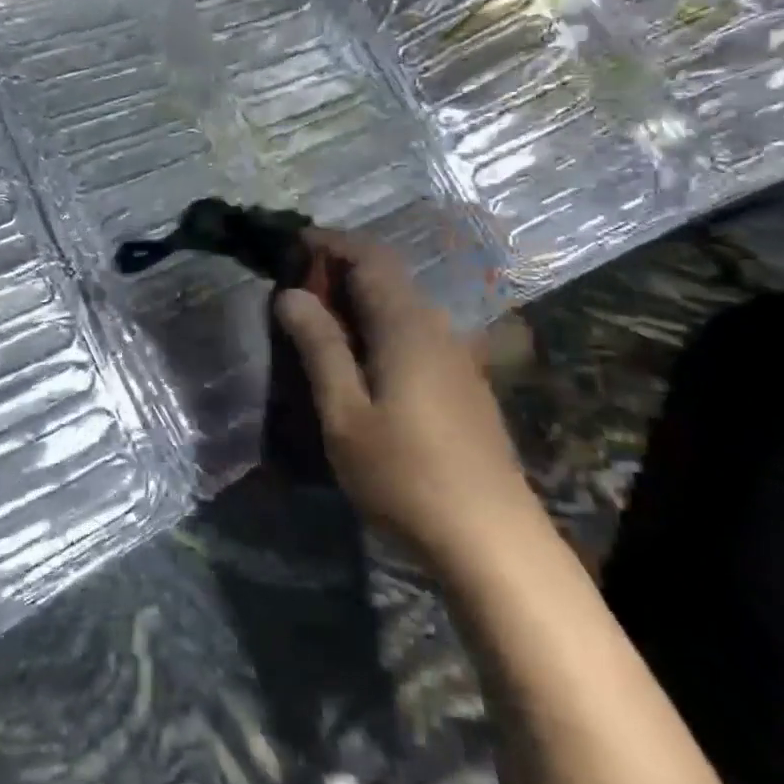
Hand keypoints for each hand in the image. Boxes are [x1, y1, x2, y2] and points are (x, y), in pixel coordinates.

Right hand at [274, 231, 541, 559]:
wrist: (492, 541)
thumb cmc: (407, 475)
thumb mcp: (345, 414)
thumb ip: (319, 348)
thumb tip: (291, 294)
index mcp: (406, 325)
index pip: (370, 257)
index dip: (331, 242)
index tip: (292, 244)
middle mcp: (436, 328)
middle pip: (388, 277)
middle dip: (340, 271)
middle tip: (294, 290)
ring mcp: (457, 356)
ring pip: (402, 306)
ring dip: (359, 301)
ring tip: (318, 324)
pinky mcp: (464, 384)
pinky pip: (414, 333)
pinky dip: (379, 326)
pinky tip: (361, 362)